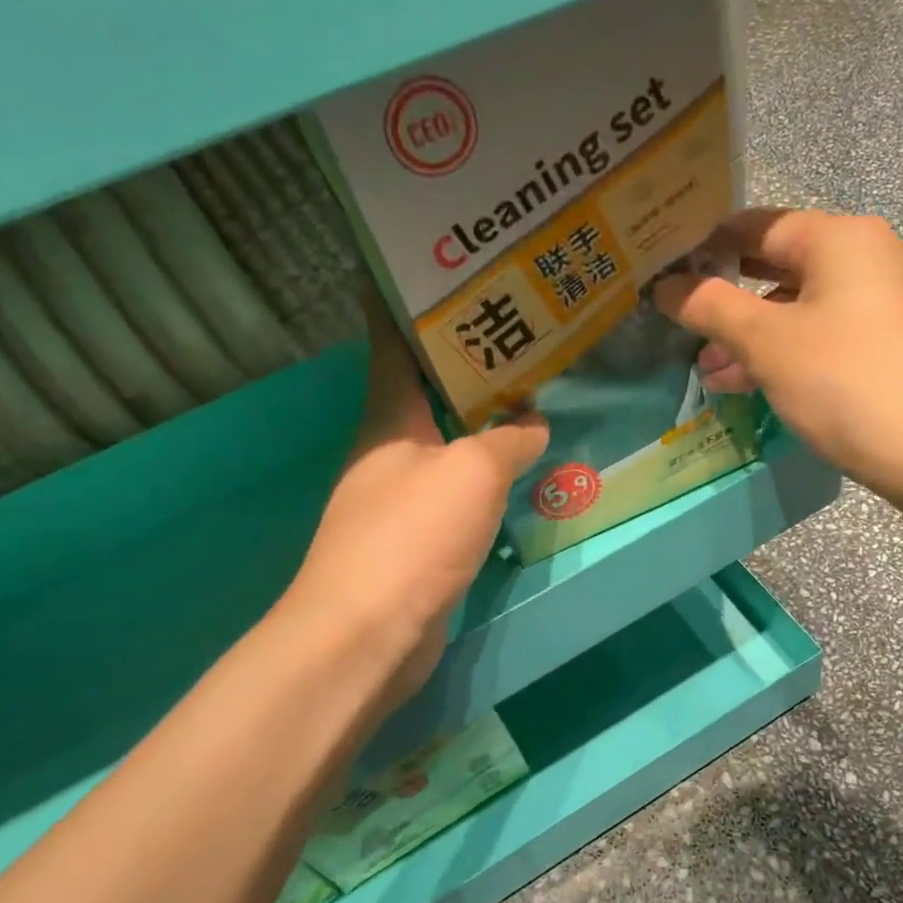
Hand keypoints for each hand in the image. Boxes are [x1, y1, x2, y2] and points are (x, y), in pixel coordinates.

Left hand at [283, 298, 548, 707]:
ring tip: (531, 395)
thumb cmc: (413, 535)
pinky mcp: (415, 541)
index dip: (406, 302)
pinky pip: (456, 491)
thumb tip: (533, 425)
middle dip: (466, 362)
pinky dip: (484, 476)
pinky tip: (518, 472)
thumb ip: (507, 440)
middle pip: (426, 392)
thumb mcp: (473, 472)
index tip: (434, 269)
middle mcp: (387, 451)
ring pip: (446, 444)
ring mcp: (398, 499)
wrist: (369, 633)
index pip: (393, 343)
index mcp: (388, 418)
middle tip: (518, 331)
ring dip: (481, 423)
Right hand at [654, 209, 902, 515]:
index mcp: (839, 239)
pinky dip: (783, 356)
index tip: (662, 271)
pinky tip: (750, 385)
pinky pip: (821, 340)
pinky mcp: (888, 350)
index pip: (756, 225)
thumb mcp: (769, 343)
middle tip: (678, 325)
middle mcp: (865, 260)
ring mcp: (881, 307)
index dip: (705, 245)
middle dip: (726, 300)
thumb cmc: (848, 382)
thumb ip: (712, 308)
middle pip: (777, 268)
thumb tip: (665, 285)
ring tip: (707, 370)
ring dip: (750, 337)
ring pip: (798, 311)